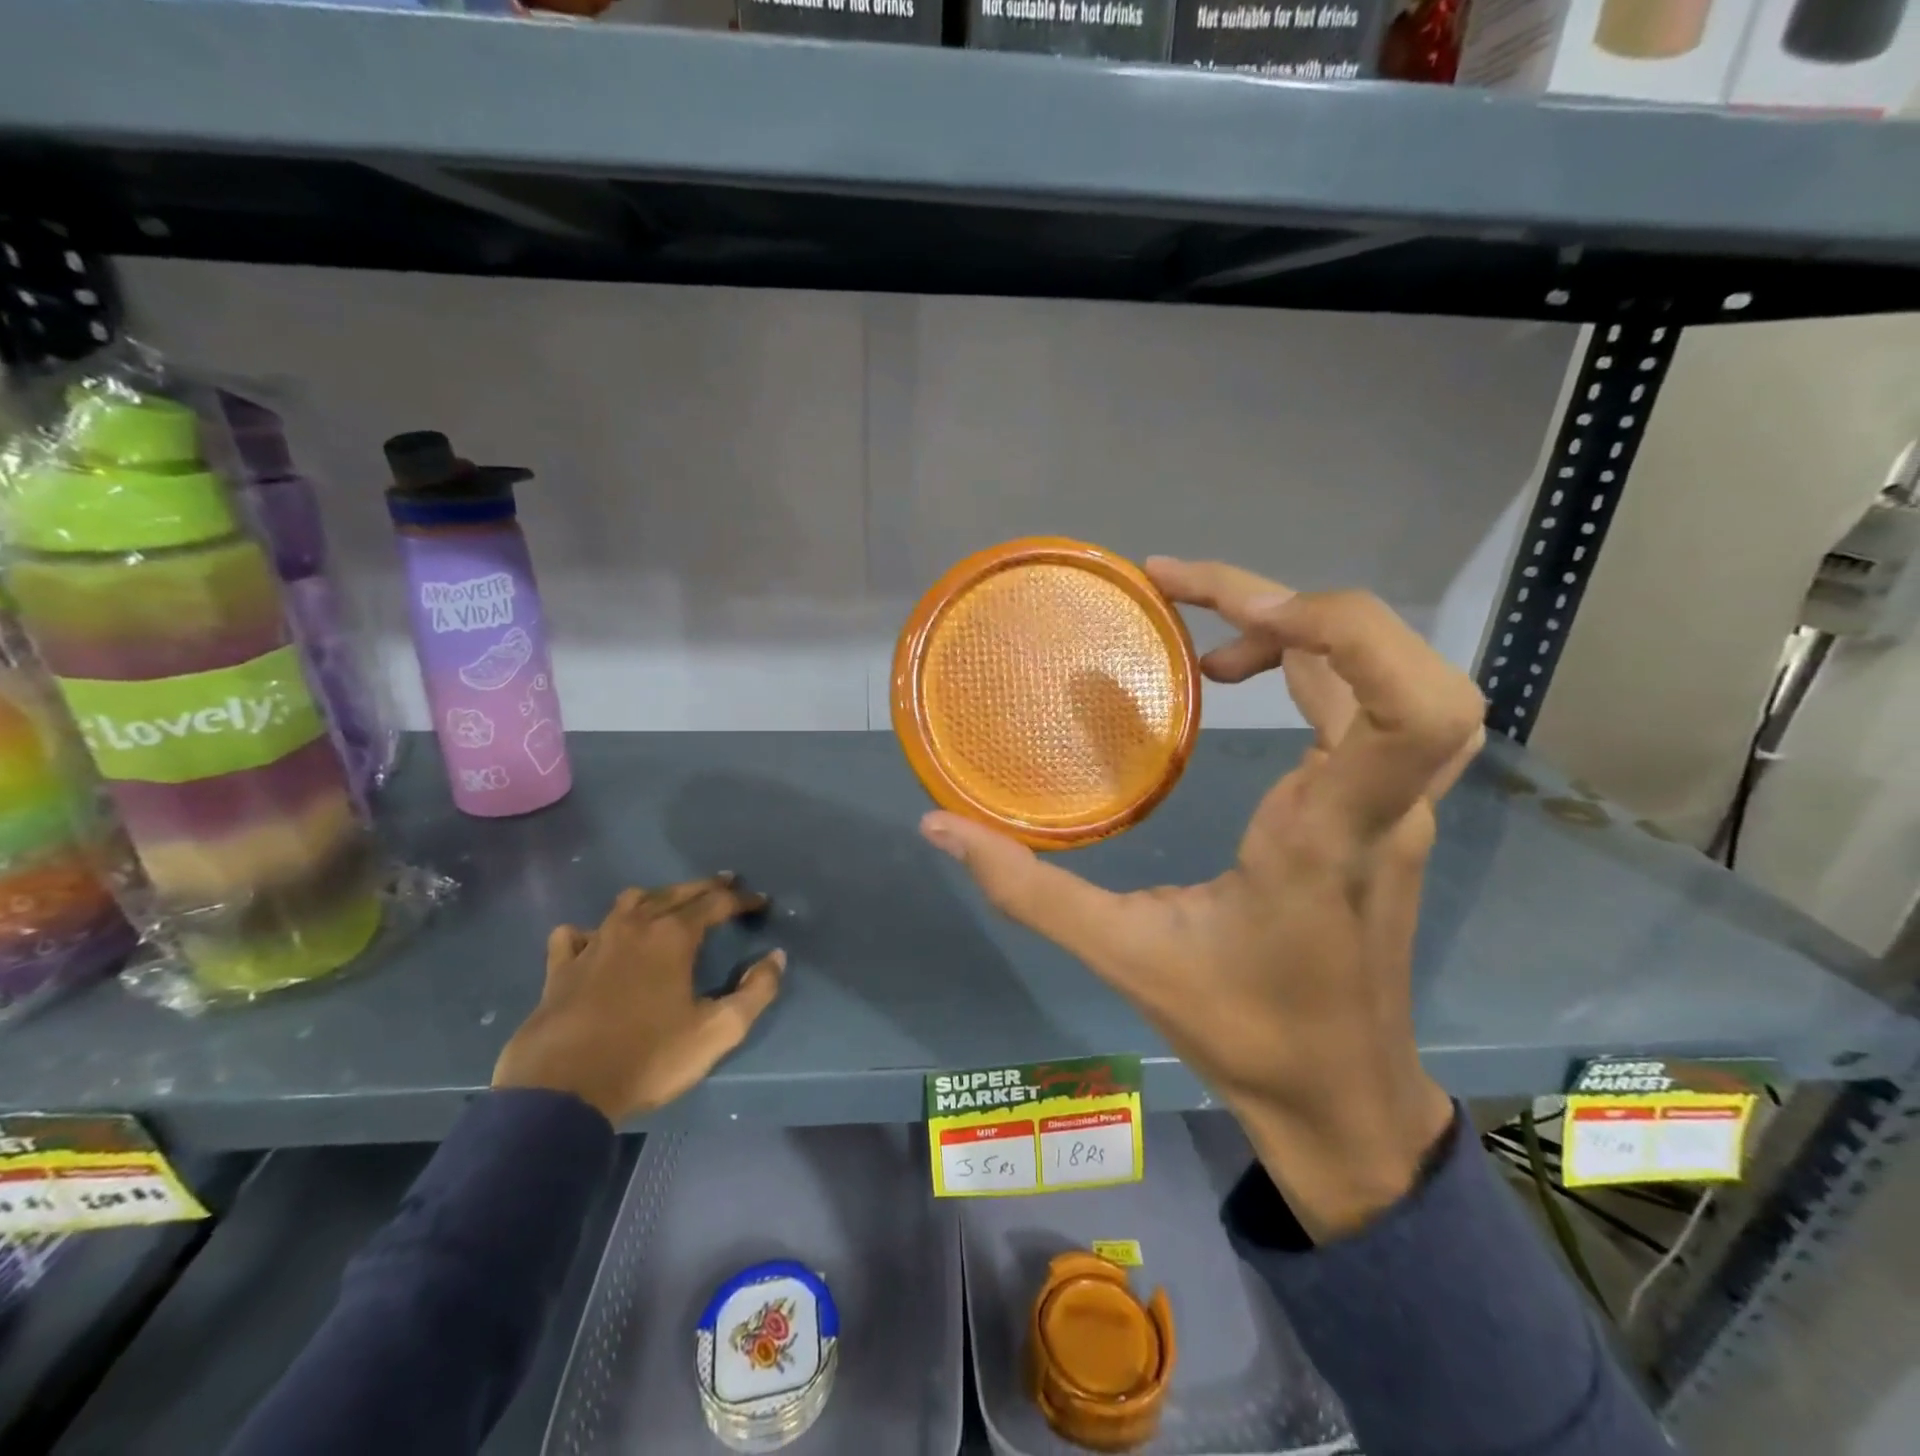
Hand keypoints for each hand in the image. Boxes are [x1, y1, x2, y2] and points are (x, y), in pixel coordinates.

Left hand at [493, 875, 783, 1125]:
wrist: (562, 1092)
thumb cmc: (648, 1058)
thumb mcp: (717, 1031)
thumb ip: (756, 992)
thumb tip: (776, 957)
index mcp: (673, 937)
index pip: (716, 903)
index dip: (742, 900)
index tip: (761, 903)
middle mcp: (634, 927)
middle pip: (675, 893)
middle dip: (704, 887)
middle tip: (726, 883)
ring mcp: (593, 944)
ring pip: (627, 904)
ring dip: (654, 898)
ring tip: (667, 905)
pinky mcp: (560, 969)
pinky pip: (574, 935)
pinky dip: (589, 932)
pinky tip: (593, 940)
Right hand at [920, 559, 1483, 1240]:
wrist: (1341, 1100)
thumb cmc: (1243, 1031)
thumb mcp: (1122, 956)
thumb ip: (1026, 888)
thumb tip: (939, 827)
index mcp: (1329, 833)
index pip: (1410, 707)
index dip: (1339, 628)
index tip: (1233, 620)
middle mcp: (1384, 807)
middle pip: (1411, 664)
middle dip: (1310, 607)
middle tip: (1198, 602)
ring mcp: (1396, 807)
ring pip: (1391, 677)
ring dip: (1304, 630)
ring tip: (1205, 635)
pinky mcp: (1385, 812)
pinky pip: (1366, 707)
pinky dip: (1309, 664)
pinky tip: (1237, 675)